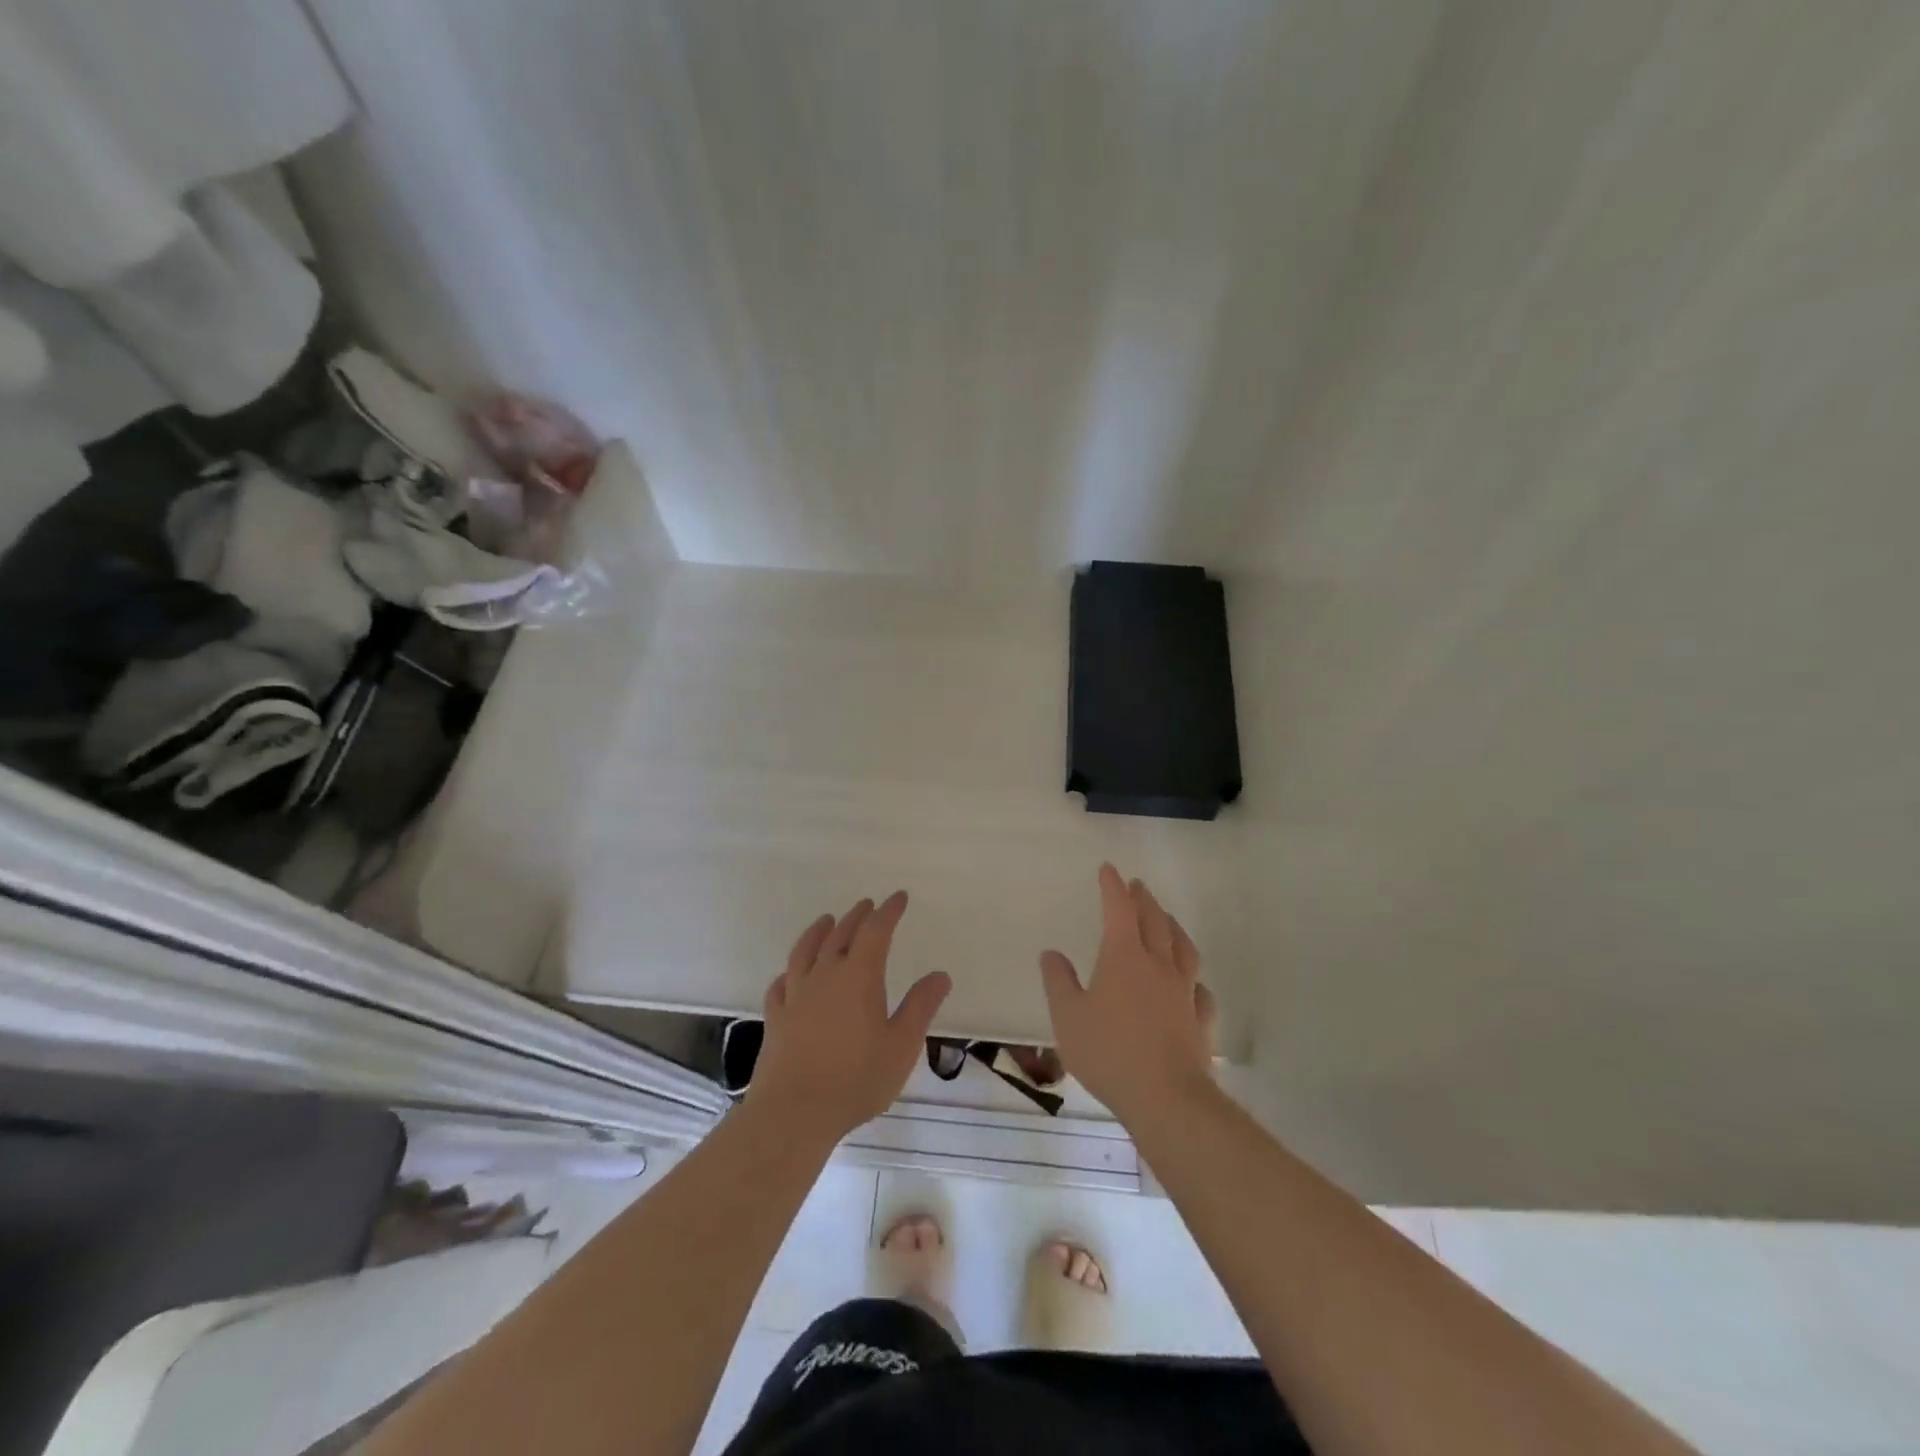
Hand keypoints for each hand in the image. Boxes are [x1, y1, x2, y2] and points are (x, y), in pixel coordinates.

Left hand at [748, 891, 951, 1142]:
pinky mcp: (776, 1017)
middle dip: (857, 917)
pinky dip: (790, 971)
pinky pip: (781, 983)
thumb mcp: (901, 1046)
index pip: (876, 932)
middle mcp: (825, 975)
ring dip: (819, 931)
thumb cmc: (856, 1079)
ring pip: (806, 951)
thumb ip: (920, 1007)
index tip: (898, 898)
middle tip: (868, 905)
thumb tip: (940, 975)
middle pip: (841, 935)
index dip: (888, 912)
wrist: (793, 1112)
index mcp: (859, 977)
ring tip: (826, 920)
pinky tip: (790, 974)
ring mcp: (795, 995)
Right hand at [1039, 865, 1217, 1123]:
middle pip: (1154, 922)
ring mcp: (1183, 992)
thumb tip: (1052, 953)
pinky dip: (1193, 978)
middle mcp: (1158, 965)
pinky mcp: (1200, 1020)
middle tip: (1138, 885)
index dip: (1113, 887)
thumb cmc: (1109, 1052)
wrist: (1166, 1098)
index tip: (1109, 869)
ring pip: (1182, 948)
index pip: (1119, 910)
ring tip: (1167, 919)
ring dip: (1173, 927)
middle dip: (1144, 900)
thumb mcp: (1067, 1016)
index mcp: (1124, 957)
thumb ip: (1058, 982)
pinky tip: (1192, 983)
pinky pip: (1200, 989)